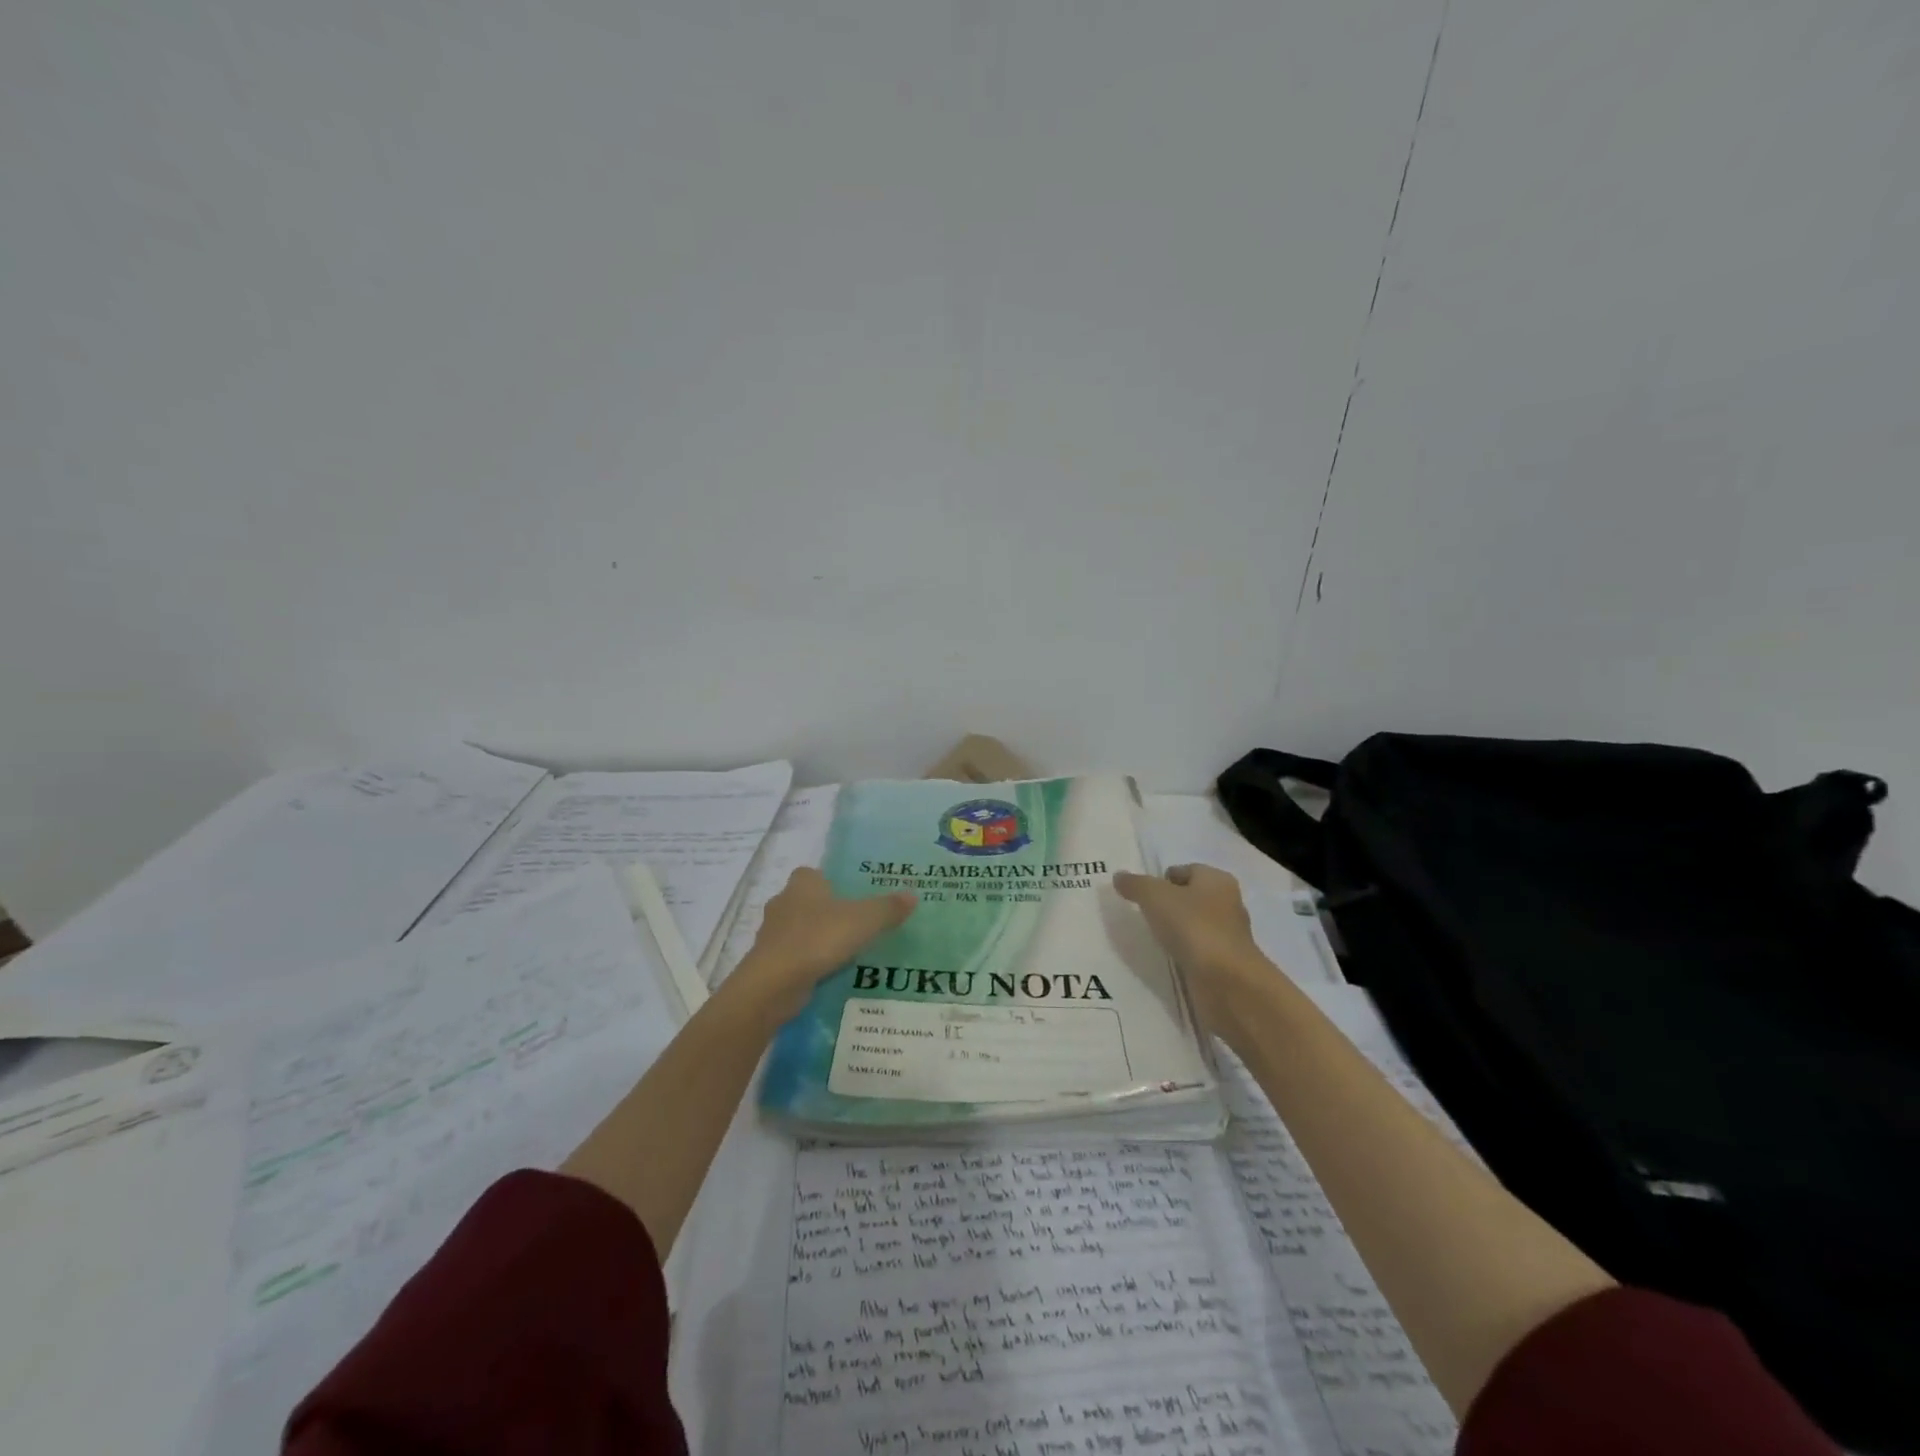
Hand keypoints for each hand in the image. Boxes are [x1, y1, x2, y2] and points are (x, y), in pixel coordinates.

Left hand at [728, 867, 916, 1024]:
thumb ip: (888, 908)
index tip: (851, 897)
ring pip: (798, 930)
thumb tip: (912, 895)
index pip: (814, 874)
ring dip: (816, 939)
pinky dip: (808, 962)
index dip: (831, 882)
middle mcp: (783, 903)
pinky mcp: (768, 962)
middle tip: (854, 925)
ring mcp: (772, 934)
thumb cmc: (818, 939)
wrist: (774, 983)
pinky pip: (793, 956)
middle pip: (807, 902)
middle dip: (826, 911)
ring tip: (843, 953)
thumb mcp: (864, 921)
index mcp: (802, 884)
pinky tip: (826, 974)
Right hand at [1114, 864, 1267, 1024]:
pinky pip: (1196, 951)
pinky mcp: (1223, 964)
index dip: (1162, 879)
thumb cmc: (1193, 926)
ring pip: (1192, 926)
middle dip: (1167, 905)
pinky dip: (1182, 953)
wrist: (1226, 982)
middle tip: (1141, 915)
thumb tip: (1119, 876)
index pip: (1185, 871)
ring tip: (1149, 938)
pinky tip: (1165, 959)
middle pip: (1190, 898)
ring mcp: (1227, 936)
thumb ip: (1135, 884)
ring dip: (1174, 931)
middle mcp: (1227, 904)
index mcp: (1217, 880)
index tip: (1140, 895)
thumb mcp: (1155, 896)